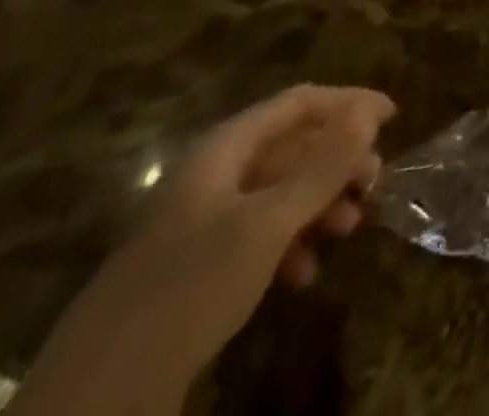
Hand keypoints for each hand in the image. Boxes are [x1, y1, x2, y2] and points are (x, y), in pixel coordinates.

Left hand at [11, 85, 394, 415]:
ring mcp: (198, 226)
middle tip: (374, 183)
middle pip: (290, 147)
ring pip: (277, 194)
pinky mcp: (193, 273)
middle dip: (337, 161)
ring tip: (349, 229)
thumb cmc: (190, 289)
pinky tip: (304, 274)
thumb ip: (322, 166)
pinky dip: (288, 245)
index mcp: (223, 150)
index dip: (348, 103)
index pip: (298, 103)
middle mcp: (211, 177)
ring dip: (319, 204)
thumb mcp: (268, 223)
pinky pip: (255, 237)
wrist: (95, 399)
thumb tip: (369, 112)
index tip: (393, 117)